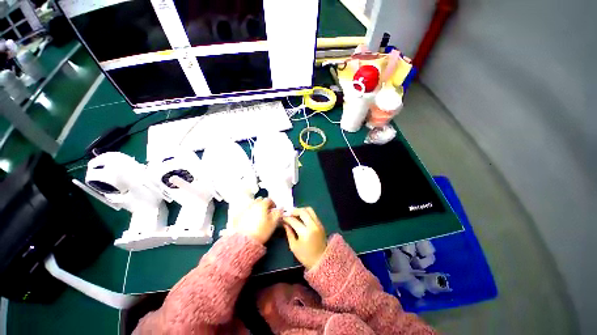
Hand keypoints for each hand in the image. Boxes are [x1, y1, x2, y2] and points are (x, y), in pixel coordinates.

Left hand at [235, 198, 282, 243]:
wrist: (244, 242)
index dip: (273, 204)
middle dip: (264, 204)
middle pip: (260, 200)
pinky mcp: (237, 215)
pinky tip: (250, 219)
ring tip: (258, 216)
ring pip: (252, 204)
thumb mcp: (273, 223)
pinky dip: (248, 212)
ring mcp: (244, 209)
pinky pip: (245, 210)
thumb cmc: (261, 231)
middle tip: (266, 212)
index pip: (269, 200)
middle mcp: (252, 204)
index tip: (274, 210)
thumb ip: (278, 213)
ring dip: (256, 207)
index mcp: (262, 205)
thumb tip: (281, 207)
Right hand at [282, 207, 326, 269]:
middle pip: (303, 211)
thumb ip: (289, 232)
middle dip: (294, 211)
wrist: (321, 261)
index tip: (282, 217)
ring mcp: (318, 224)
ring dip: (301, 210)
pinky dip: (306, 213)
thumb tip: (285, 223)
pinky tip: (301, 218)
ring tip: (295, 214)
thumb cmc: (305, 256)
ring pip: (309, 210)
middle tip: (288, 213)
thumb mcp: (293, 246)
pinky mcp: (321, 224)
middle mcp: (313, 225)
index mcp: (305, 232)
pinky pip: (313, 214)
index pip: (294, 220)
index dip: (286, 218)